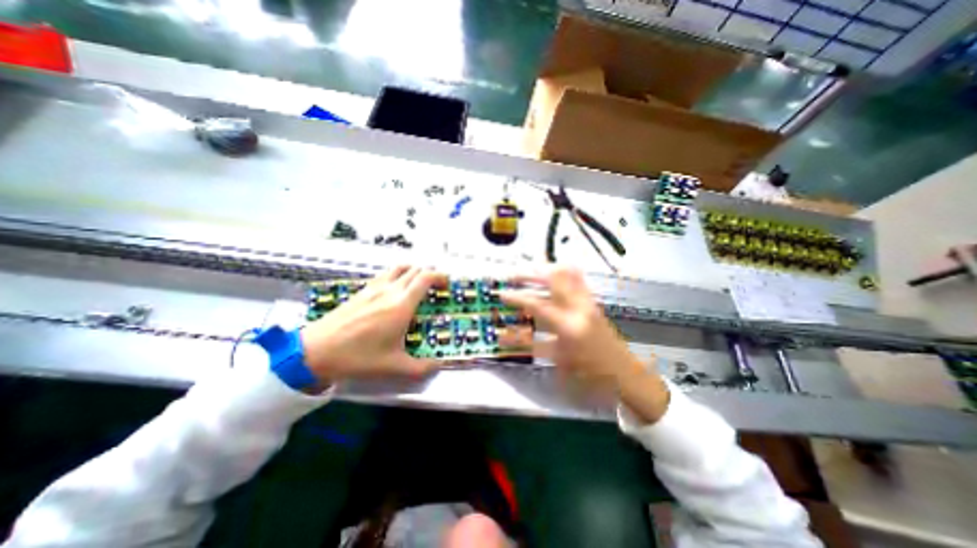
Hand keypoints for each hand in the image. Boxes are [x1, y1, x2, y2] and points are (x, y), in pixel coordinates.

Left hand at [302, 265, 443, 384]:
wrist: (316, 350)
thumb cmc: (358, 357)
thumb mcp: (393, 366)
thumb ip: (421, 368)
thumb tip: (438, 366)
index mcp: (402, 305)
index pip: (425, 277)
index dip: (440, 276)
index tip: (446, 285)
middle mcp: (390, 290)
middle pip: (415, 269)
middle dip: (430, 274)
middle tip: (436, 287)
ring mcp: (374, 287)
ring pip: (400, 268)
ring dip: (413, 271)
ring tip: (418, 284)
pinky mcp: (362, 289)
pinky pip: (386, 274)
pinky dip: (398, 275)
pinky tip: (395, 290)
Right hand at [503, 268, 672, 425]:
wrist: (623, 370)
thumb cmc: (589, 372)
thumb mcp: (557, 360)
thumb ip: (531, 344)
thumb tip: (505, 337)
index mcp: (569, 326)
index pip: (537, 304)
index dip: (516, 297)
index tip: (501, 293)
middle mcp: (579, 307)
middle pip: (553, 277)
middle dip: (530, 272)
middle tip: (513, 275)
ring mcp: (588, 300)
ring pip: (567, 271)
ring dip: (545, 268)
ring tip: (529, 272)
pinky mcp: (593, 299)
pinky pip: (577, 277)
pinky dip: (561, 271)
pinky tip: (550, 275)